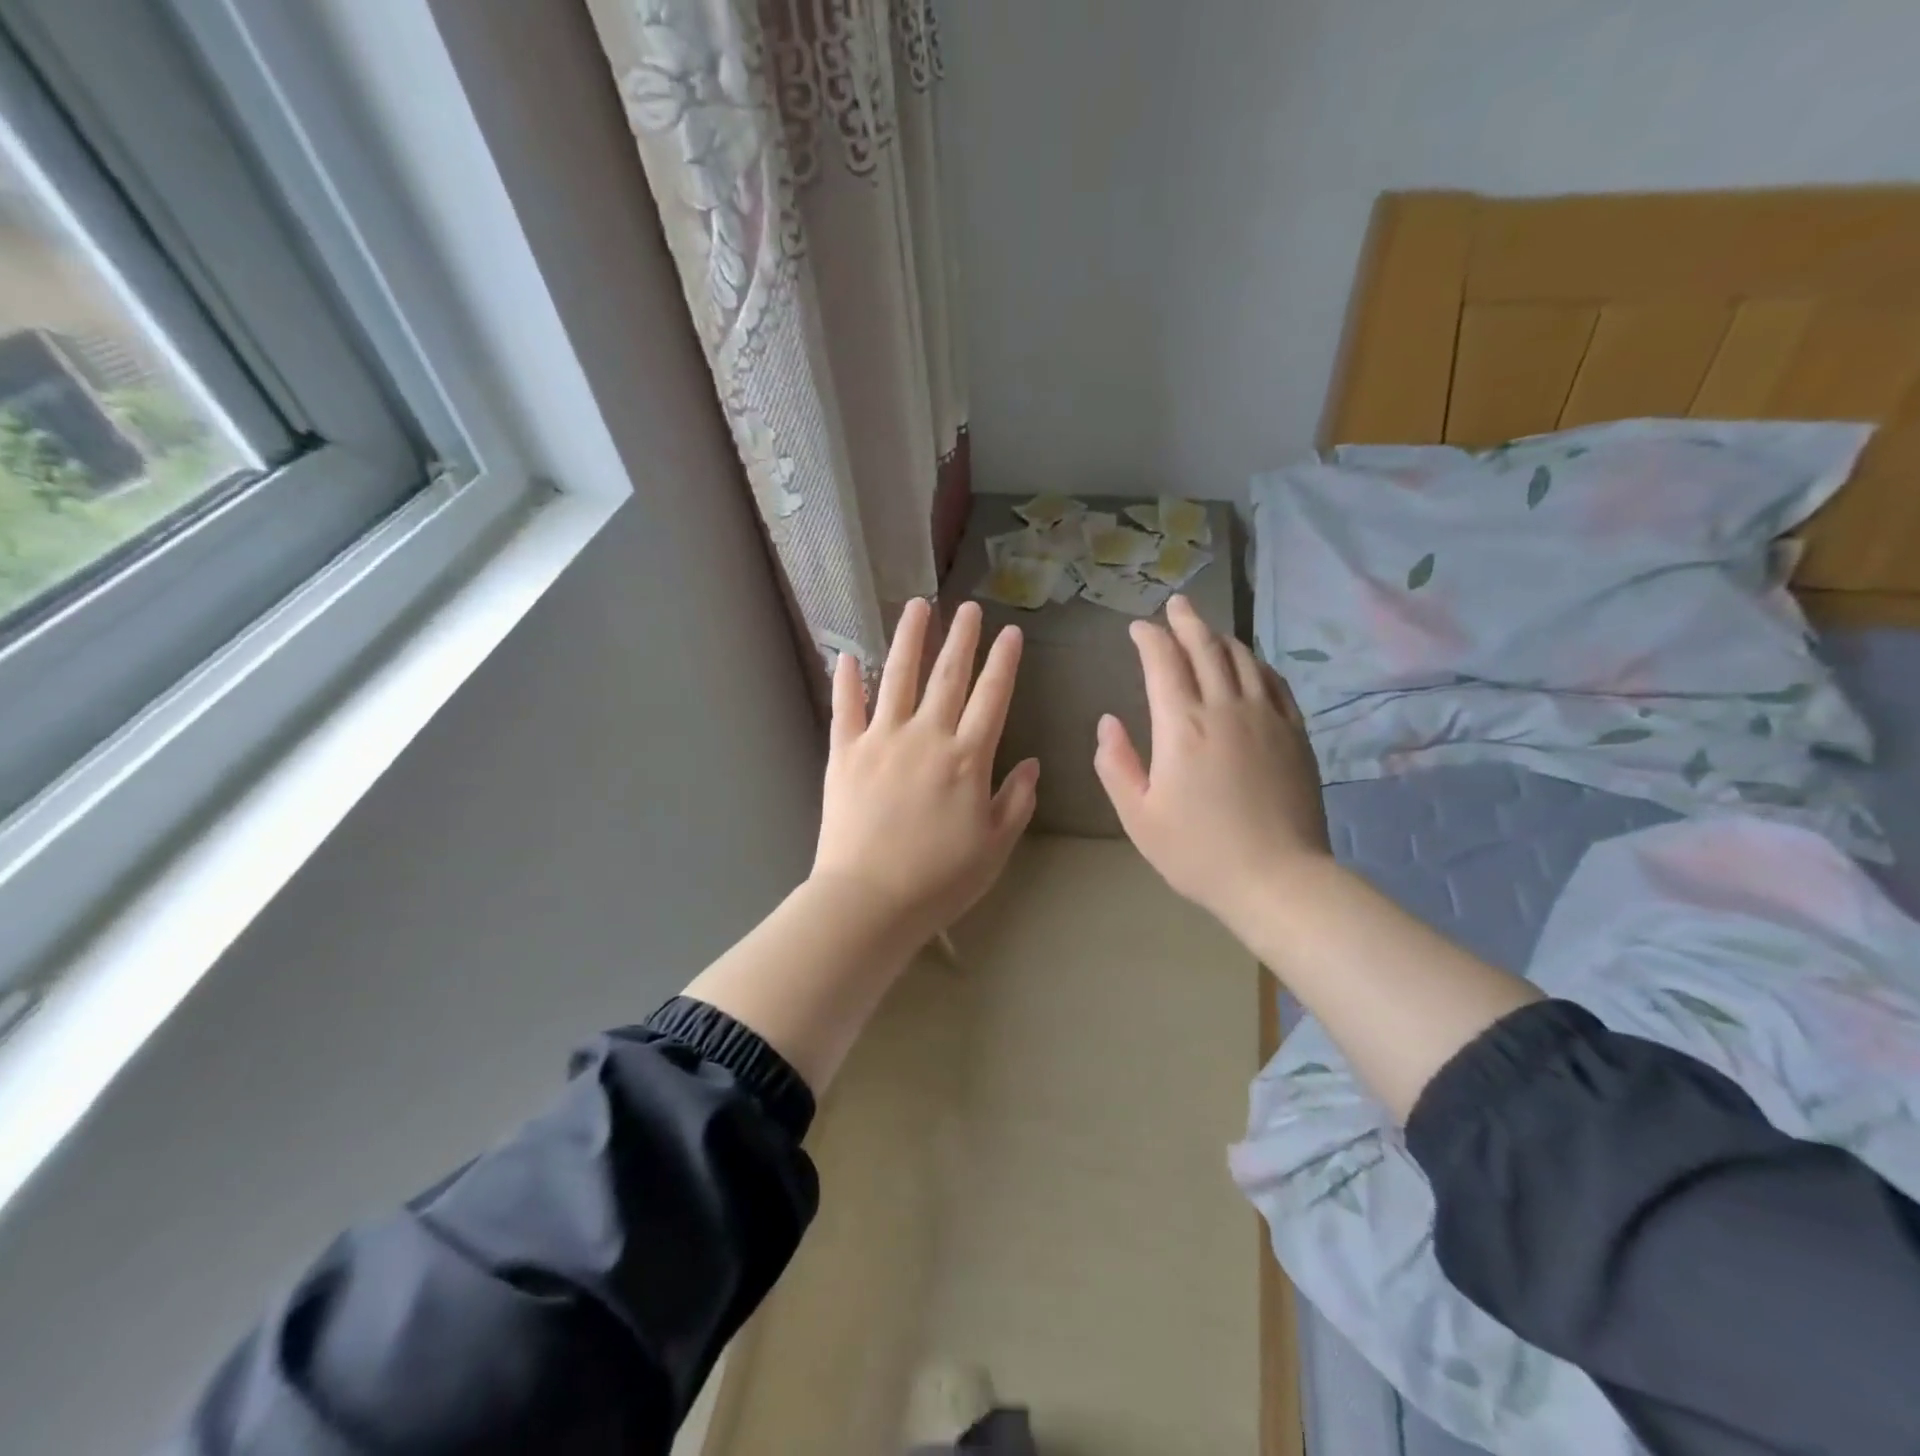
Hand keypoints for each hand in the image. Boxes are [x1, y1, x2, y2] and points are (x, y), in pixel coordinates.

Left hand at [811, 598, 1039, 945]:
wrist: (869, 901)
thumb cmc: (939, 880)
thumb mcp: (994, 847)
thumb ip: (1016, 801)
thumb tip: (1032, 764)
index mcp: (967, 758)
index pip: (992, 697)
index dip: (1003, 662)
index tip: (1010, 633)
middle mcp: (926, 736)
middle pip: (947, 675)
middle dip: (961, 637)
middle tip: (968, 607)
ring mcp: (881, 740)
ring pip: (896, 676)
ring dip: (909, 638)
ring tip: (917, 606)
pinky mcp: (844, 752)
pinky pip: (845, 707)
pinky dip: (846, 679)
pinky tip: (847, 654)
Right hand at [1094, 594, 1329, 930]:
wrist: (1278, 879)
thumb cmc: (1198, 852)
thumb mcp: (1138, 816)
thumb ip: (1116, 764)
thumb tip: (1108, 722)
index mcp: (1182, 725)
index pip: (1163, 662)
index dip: (1148, 638)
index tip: (1137, 628)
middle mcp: (1225, 707)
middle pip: (1205, 647)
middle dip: (1186, 621)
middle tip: (1174, 605)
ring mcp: (1267, 717)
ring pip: (1242, 658)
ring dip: (1220, 637)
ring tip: (1206, 629)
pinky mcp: (1294, 733)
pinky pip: (1274, 682)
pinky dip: (1255, 663)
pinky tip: (1249, 663)